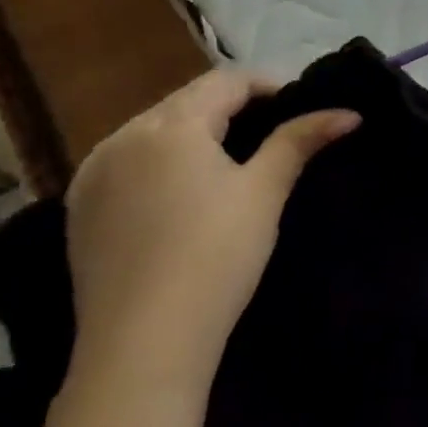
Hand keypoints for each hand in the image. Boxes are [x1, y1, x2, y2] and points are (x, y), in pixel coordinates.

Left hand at [63, 70, 359, 403]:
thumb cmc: (215, 257)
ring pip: (154, 129)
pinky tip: (181, 190)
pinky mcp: (79, 209)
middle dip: (232, 106)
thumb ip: (300, 140)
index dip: (268, 84)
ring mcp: (92, 174)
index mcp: (169, 126)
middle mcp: (122, 137)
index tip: (301, 105)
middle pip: (187, 100)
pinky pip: (127, 162)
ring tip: (231, 158)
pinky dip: (161, 160)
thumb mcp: (264, 192)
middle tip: (274, 131)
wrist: (142, 346)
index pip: (226, 80)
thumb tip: (348, 113)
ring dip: (195, 131)